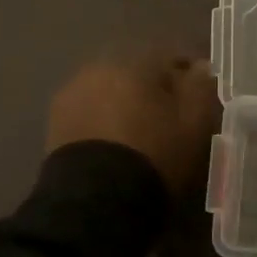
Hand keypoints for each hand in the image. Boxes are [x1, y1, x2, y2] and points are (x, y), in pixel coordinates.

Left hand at [46, 53, 220, 193]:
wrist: (95, 200)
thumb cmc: (154, 156)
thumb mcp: (194, 125)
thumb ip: (201, 88)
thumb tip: (200, 66)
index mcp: (135, 61)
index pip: (170, 56)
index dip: (187, 77)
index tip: (198, 99)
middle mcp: (100, 66)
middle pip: (136, 71)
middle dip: (152, 89)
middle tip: (168, 118)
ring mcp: (73, 92)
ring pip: (110, 89)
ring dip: (124, 103)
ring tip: (138, 134)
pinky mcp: (56, 119)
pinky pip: (89, 110)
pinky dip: (103, 120)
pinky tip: (113, 144)